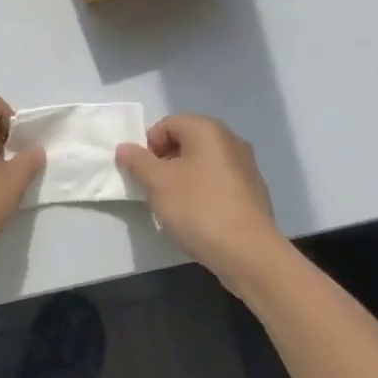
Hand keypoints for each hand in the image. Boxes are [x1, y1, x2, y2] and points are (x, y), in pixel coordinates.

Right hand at [117, 114, 284, 284]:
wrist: (249, 253)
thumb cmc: (198, 209)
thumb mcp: (158, 183)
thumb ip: (137, 161)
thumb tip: (124, 148)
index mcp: (207, 130)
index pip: (167, 124)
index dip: (148, 145)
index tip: (141, 172)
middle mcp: (230, 140)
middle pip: (186, 141)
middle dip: (164, 161)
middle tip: (153, 188)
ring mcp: (246, 166)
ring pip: (202, 162)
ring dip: (182, 176)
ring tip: (173, 204)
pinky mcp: (253, 191)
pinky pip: (218, 180)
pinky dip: (202, 190)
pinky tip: (197, 215)